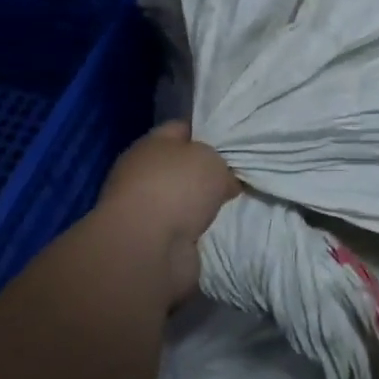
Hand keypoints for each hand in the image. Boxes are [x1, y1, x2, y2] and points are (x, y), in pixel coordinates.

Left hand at [93, 121, 237, 301]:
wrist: (148, 249)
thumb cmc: (178, 188)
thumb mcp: (212, 160)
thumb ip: (220, 163)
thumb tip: (224, 180)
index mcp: (151, 144)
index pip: (181, 129)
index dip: (207, 133)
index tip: (232, 143)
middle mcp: (142, 174)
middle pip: (182, 167)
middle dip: (207, 173)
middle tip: (236, 177)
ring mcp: (143, 209)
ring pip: (182, 200)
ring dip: (202, 205)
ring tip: (231, 205)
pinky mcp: (149, 241)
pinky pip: (182, 229)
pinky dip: (197, 230)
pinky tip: (217, 229)